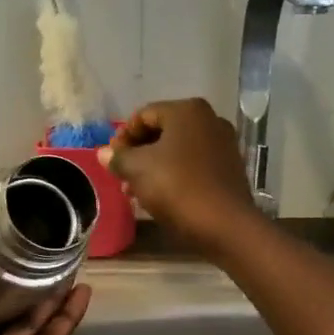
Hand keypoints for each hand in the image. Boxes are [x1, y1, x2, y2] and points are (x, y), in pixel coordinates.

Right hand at [100, 98, 260, 255]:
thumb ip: (118, 158)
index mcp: (186, 110)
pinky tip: (160, 196)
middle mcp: (209, 119)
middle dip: (137, 153)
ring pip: (177, 150)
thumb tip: (104, 153)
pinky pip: (193, 164)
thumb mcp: (137, 170)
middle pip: (162, 132)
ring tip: (135, 191)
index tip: (111, 159)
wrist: (224, 224)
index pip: (143, 115)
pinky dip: (174, 174)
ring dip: (153, 167)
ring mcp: (223, 144)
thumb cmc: (176, 187)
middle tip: (121, 175)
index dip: (122, 136)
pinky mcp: (229, 168)